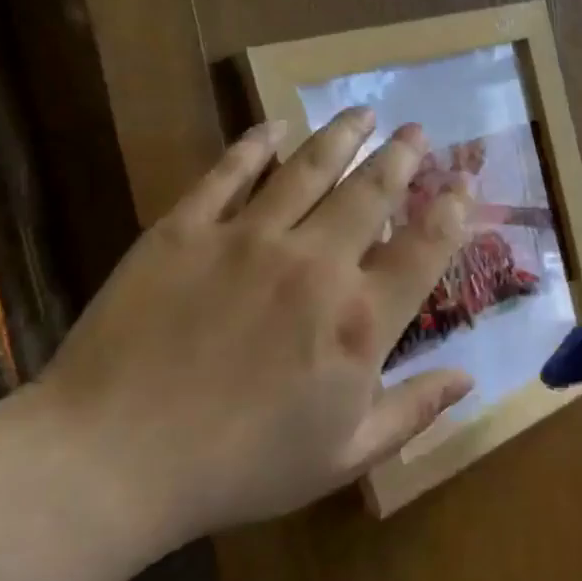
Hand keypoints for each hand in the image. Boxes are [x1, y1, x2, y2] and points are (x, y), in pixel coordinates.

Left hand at [32, 111, 473, 552]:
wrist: (112, 461)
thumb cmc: (241, 467)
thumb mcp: (345, 456)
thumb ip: (414, 411)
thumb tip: (469, 379)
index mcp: (360, 320)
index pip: (425, 247)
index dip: (452, 209)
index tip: (464, 182)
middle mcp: (315, 264)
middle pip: (371, 193)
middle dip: (401, 158)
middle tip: (416, 132)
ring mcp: (248, 240)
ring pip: (309, 170)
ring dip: (342, 136)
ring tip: (364, 112)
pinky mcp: (185, 231)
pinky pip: (229, 173)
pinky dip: (256, 145)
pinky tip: (274, 126)